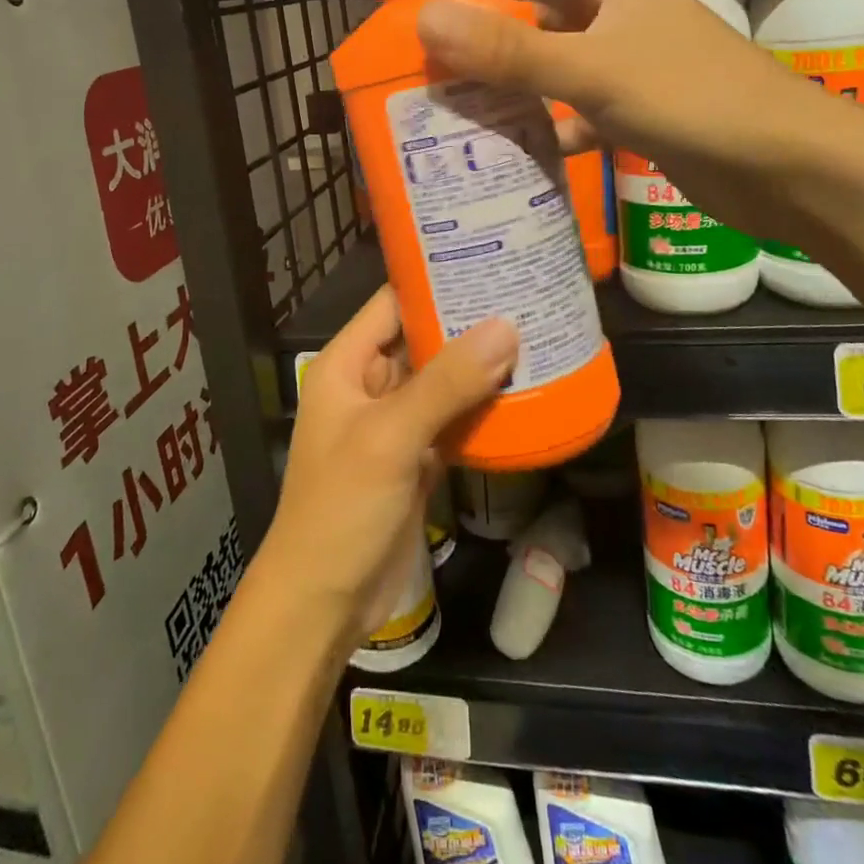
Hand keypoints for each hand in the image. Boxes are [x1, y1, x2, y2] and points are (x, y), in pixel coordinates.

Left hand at [257, 288, 516, 657]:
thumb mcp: (390, 438)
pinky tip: (527, 394)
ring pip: (443, 381)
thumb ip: (446, 383)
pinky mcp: (417, 458)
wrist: (324, 603)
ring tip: (538, 333)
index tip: (489, 260)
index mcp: (347, 364)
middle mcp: (370, 385)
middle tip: (528, 295)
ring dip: (482, 365)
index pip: (393, 303)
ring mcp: (395, 423)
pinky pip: (454, 420)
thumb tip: (507, 327)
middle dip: (470, 323)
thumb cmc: (341, 508)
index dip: (435, 281)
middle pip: (423, 339)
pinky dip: (484, 409)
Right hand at [414, 0, 857, 241]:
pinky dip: (559, 127)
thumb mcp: (590, 69)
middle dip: (509, 27)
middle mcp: (632, 22)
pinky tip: (528, 149)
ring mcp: (643, 72)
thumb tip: (428, 20)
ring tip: (473, 102)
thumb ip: (510, 50)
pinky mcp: (651, 119)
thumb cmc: (688, 97)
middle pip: (559, 12)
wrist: (784, 165)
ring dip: (528, 82)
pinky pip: (589, 114)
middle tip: (454, 51)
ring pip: (570, 67)